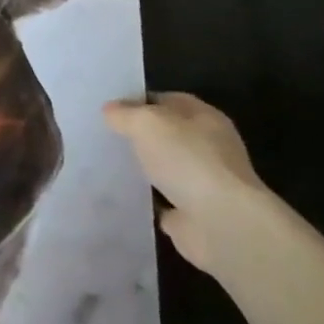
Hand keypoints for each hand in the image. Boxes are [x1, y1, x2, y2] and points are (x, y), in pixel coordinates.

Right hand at [104, 92, 282, 276]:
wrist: (221, 223)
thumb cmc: (188, 160)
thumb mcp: (146, 123)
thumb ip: (125, 114)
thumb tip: (110, 110)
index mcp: (204, 118)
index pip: (168, 100)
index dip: (139, 101)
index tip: (109, 109)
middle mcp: (208, 147)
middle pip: (167, 135)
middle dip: (138, 135)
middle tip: (103, 135)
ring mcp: (202, 182)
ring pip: (164, 168)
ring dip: (142, 168)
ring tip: (105, 163)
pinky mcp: (192, 213)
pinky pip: (162, 200)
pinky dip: (145, 199)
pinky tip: (120, 194)